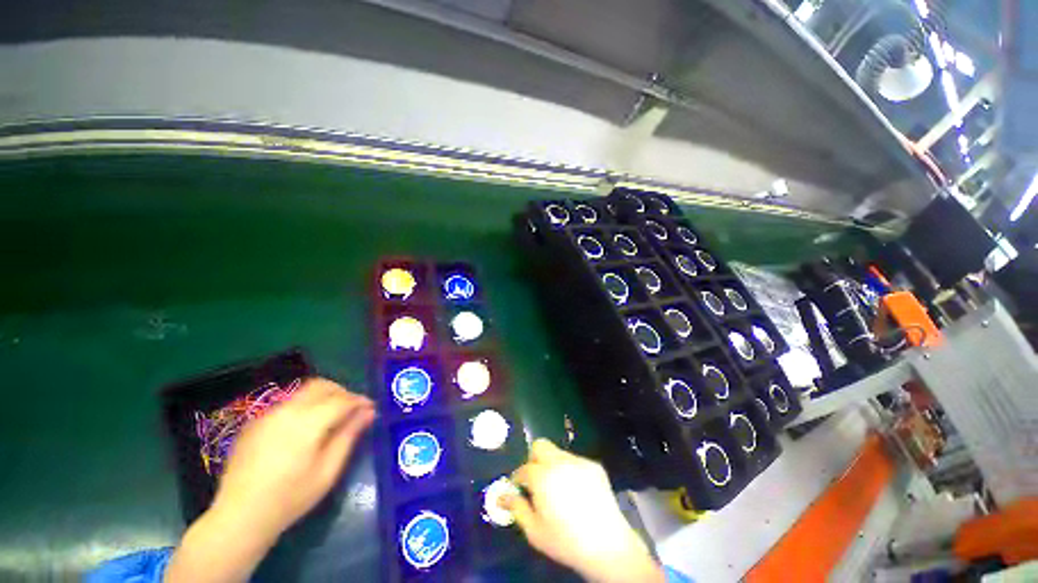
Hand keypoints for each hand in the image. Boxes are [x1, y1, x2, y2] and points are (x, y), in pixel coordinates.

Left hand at [165, 378, 374, 582]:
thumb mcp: (328, 470)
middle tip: (352, 409)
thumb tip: (369, 412)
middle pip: (322, 385)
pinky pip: (287, 403)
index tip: (371, 408)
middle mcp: (287, 410)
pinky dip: (304, 406)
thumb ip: (349, 435)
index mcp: (307, 422)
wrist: (239, 516)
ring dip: (324, 397)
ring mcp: (267, 414)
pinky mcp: (254, 422)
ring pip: (304, 391)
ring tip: (331, 417)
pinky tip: (304, 428)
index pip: (342, 399)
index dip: (360, 401)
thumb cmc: (291, 498)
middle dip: (342, 392)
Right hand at [501, 439, 663, 582]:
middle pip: (539, 445)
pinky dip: (569, 470)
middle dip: (533, 459)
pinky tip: (575, 491)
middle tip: (536, 480)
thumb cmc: (566, 541)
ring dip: (552, 464)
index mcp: (542, 476)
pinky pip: (575, 461)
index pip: (523, 469)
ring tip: (558, 488)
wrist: (607, 545)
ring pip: (557, 453)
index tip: (518, 489)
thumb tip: (502, 496)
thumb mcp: (535, 531)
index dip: (518, 479)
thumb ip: (516, 509)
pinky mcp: (594, 465)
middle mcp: (559, 462)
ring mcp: (579, 461)